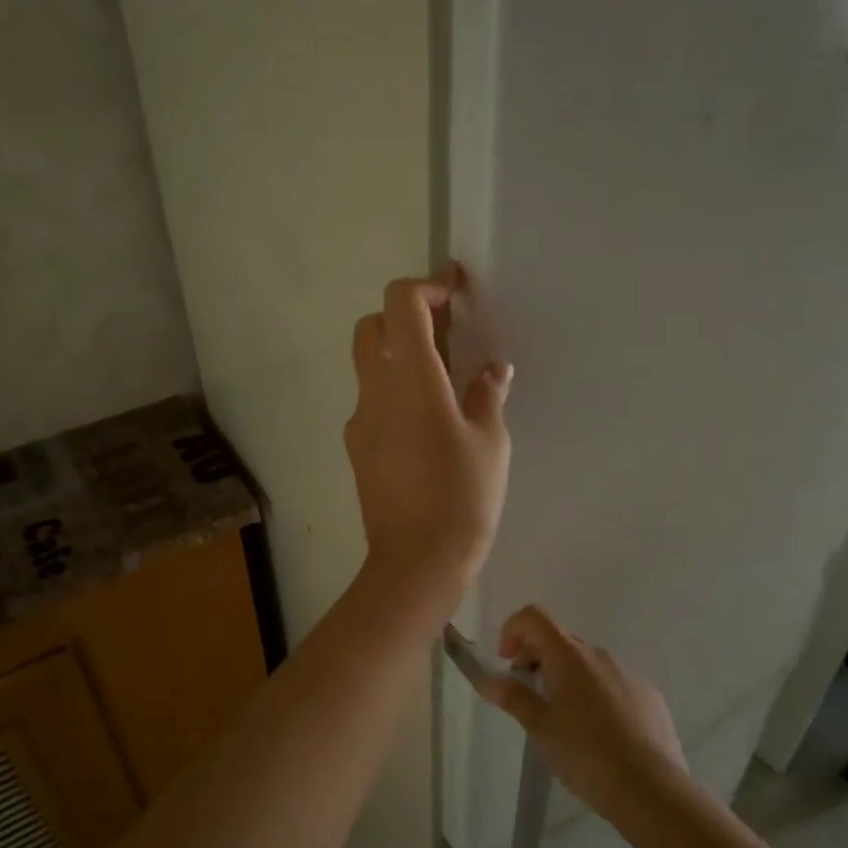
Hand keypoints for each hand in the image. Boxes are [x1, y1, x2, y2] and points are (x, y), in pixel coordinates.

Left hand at [345, 265, 512, 606]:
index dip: (427, 287)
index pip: (401, 304)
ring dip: (399, 357)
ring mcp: (359, 420)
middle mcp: (375, 389)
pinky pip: (371, 402)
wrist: (416, 560)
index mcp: (412, 377)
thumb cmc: (463, 496)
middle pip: (373, 326)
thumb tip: (492, 369)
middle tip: (446, 336)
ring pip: (369, 365)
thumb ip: (487, 395)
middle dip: (405, 317)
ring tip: (443, 385)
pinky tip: (425, 427)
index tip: (455, 291)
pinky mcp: (356, 447)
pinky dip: (394, 393)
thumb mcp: (490, 441)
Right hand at [479, 605, 689, 823]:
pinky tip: (600, 733)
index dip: (513, 629)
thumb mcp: (539, 727)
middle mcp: (600, 655)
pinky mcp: (649, 696)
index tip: (507, 661)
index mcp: (570, 656)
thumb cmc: (586, 754)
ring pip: (587, 664)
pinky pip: (613, 683)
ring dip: (567, 678)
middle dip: (537, 659)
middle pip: (560, 640)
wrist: (651, 790)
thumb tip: (487, 678)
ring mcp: (628, 673)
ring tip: (565, 721)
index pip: (535, 617)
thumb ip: (512, 697)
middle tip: (529, 696)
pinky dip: (596, 694)